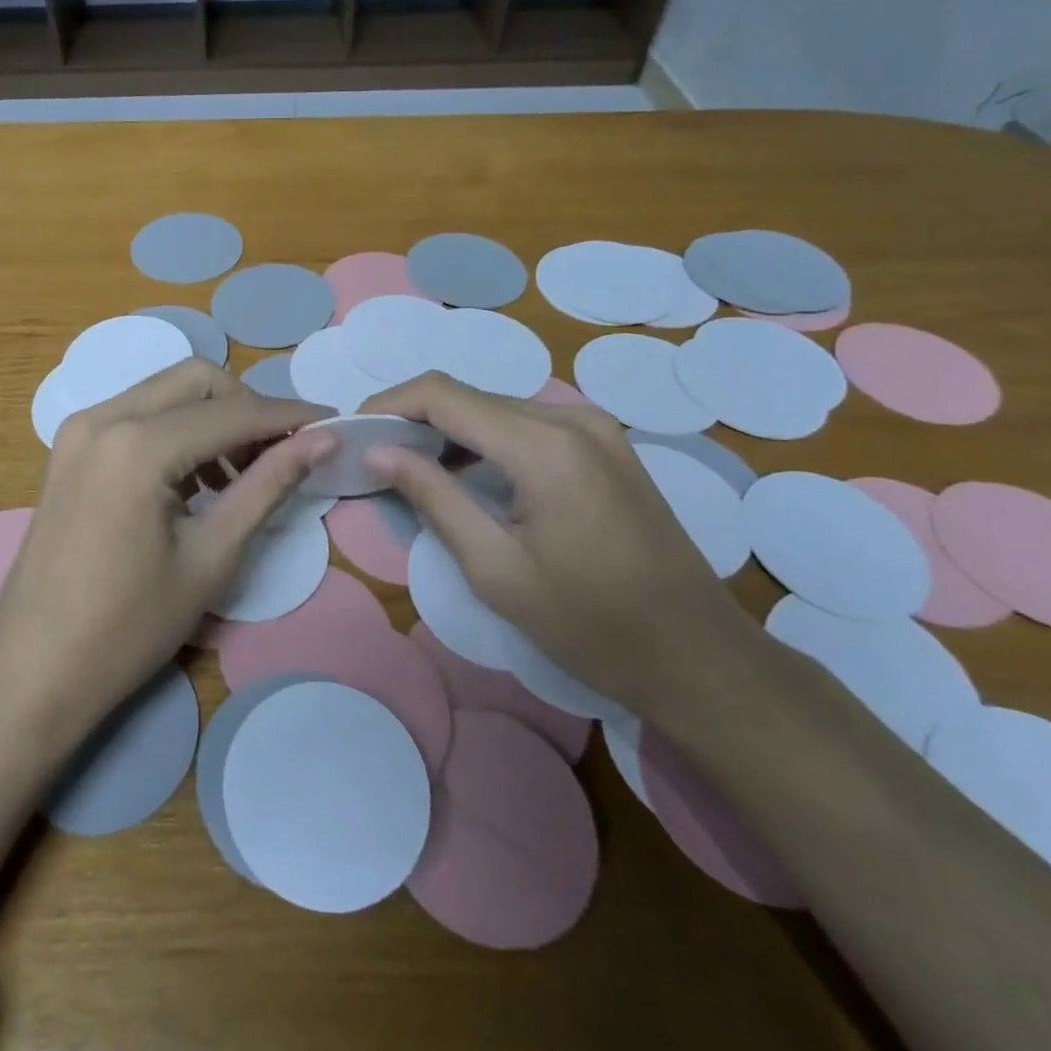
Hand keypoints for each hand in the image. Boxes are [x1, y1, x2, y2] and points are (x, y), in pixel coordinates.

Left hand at [0, 360, 333, 742]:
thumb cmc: (128, 627)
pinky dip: (176, 431)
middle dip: (247, 408)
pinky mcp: (69, 448)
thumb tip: (322, 440)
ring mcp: (79, 429)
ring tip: (240, 475)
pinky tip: (195, 480)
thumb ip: (268, 485)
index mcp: (138, 445)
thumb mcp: (211, 556)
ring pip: (165, 392)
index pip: (233, 412)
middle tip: (280, 455)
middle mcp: (104, 417)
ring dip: (212, 418)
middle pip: (197, 381)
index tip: (332, 425)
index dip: (288, 417)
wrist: (33, 670)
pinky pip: (137, 415)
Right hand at [360, 372, 742, 713]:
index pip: (443, 395)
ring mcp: (595, 428)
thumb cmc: (590, 624)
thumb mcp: (495, 569)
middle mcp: (571, 418)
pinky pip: (526, 424)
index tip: (352, 433)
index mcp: (544, 445)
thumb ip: (432, 498)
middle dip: (413, 419)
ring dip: (448, 430)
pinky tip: (465, 474)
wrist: (698, 656)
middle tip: (375, 458)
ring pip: (496, 408)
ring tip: (410, 468)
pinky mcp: (605, 445)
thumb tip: (378, 451)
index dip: (389, 405)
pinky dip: (484, 440)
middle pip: (469, 396)